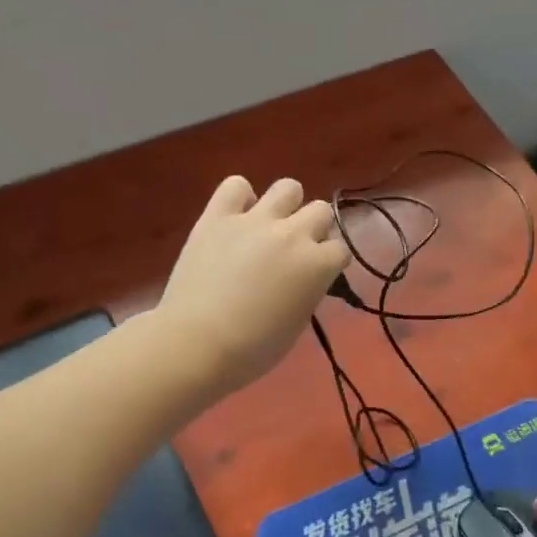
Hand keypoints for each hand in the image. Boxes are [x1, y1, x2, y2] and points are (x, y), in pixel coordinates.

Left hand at [156, 175, 349, 398]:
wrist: (196, 343)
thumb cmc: (252, 350)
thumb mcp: (296, 323)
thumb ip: (307, 291)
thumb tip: (302, 279)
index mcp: (317, 265)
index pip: (340, 250)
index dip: (329, 263)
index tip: (317, 275)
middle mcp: (292, 234)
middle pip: (320, 211)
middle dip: (314, 229)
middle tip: (294, 251)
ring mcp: (254, 220)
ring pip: (288, 187)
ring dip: (286, 205)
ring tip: (270, 225)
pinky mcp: (217, 216)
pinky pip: (235, 185)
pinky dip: (239, 197)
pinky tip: (235, 216)